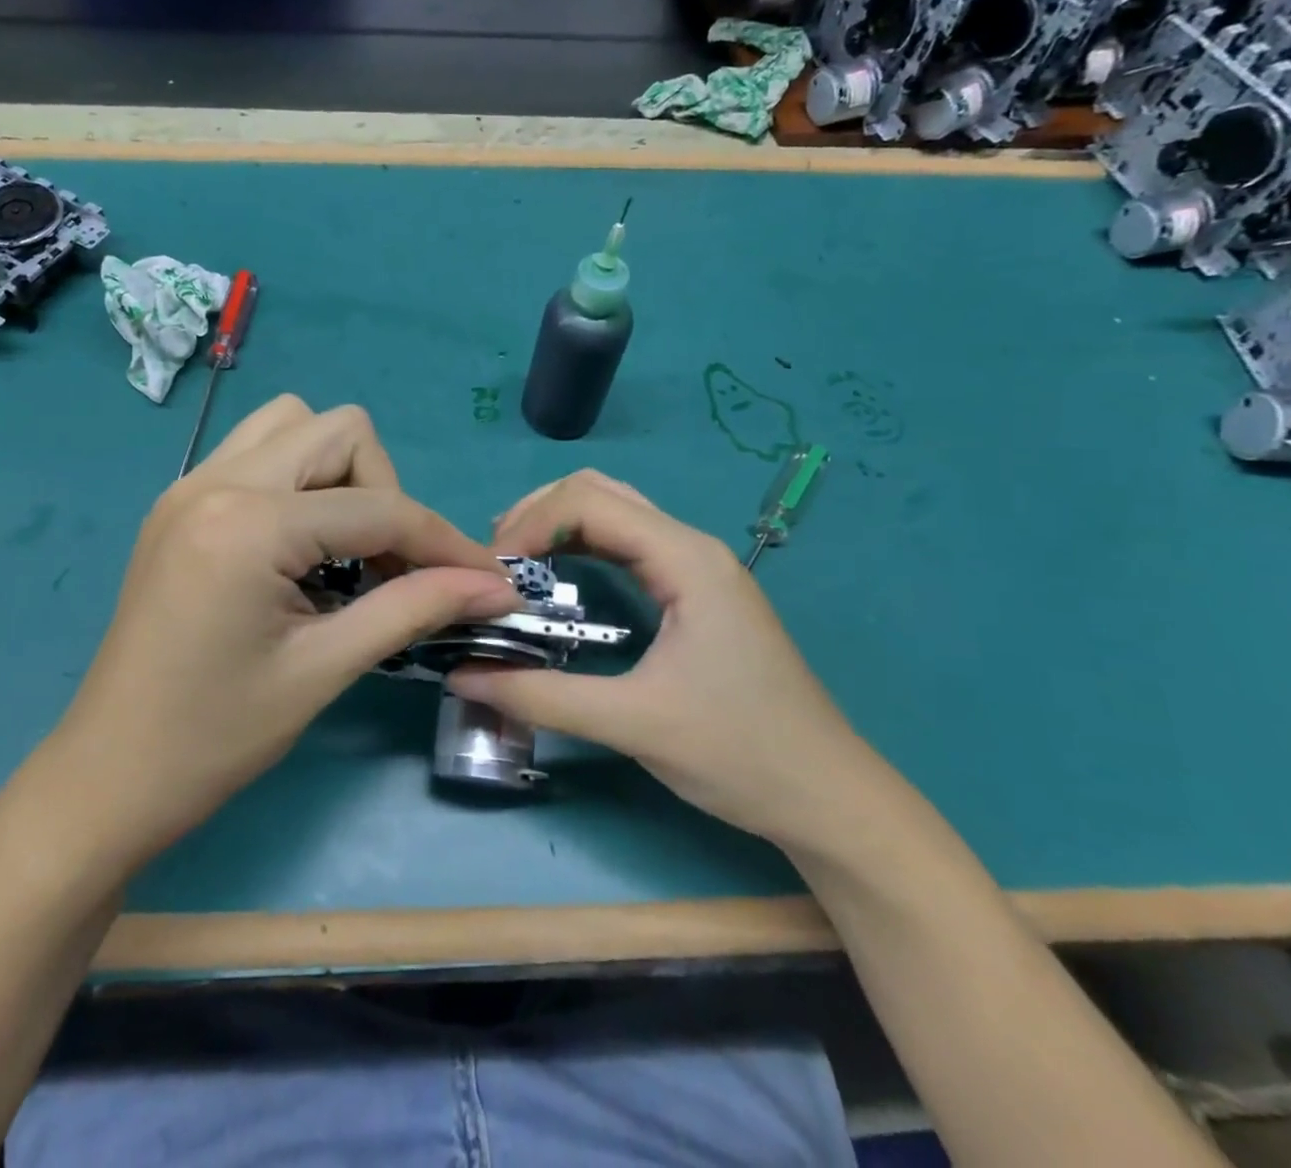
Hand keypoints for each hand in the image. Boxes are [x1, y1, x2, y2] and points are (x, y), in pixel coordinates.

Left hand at [57, 396, 514, 864]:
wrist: (108, 776)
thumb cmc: (215, 737)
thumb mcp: (324, 669)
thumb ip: (415, 609)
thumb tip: (496, 586)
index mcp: (248, 524)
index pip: (378, 507)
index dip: (444, 542)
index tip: (488, 579)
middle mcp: (216, 480)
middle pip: (341, 431)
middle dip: (385, 492)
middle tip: (390, 567)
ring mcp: (190, 483)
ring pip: (295, 425)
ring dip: (340, 474)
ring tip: (345, 548)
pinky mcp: (180, 501)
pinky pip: (259, 451)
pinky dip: (299, 480)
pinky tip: (301, 546)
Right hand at [447, 470, 870, 847]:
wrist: (829, 798)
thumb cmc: (740, 754)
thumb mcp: (633, 724)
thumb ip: (541, 697)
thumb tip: (461, 675)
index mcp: (686, 559)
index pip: (588, 503)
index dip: (529, 526)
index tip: (489, 575)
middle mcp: (690, 546)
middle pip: (597, 492)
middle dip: (536, 515)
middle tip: (494, 564)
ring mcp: (696, 566)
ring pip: (612, 513)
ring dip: (556, 527)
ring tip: (512, 567)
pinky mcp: (694, 590)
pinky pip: (625, 544)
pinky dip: (580, 548)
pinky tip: (555, 580)